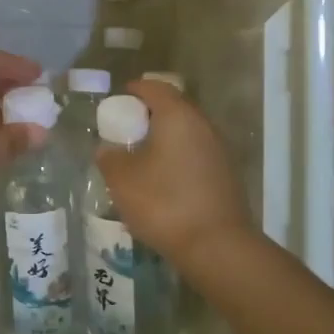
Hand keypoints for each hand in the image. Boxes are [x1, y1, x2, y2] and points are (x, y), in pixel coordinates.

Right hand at [96, 79, 256, 264]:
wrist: (217, 246)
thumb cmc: (164, 203)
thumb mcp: (122, 180)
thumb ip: (109, 158)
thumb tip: (107, 149)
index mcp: (178, 116)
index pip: (155, 88)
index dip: (135, 89)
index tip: (118, 99)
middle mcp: (203, 125)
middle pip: (174, 107)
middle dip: (149, 114)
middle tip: (127, 128)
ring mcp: (219, 150)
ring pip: (187, 132)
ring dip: (165, 138)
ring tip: (142, 156)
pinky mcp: (226, 174)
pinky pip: (196, 154)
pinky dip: (178, 157)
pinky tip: (163, 180)